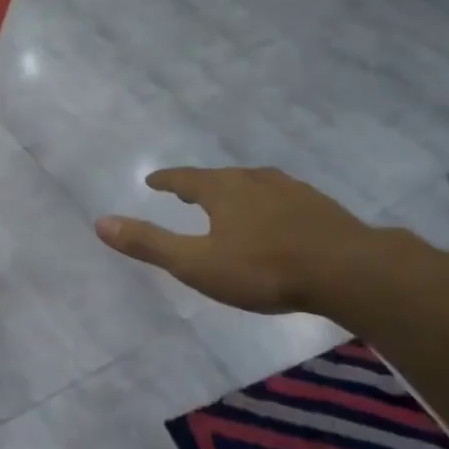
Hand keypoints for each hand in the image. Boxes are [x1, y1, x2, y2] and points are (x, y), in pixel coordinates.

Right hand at [95, 166, 376, 313]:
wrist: (348, 270)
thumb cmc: (263, 268)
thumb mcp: (196, 263)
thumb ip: (150, 244)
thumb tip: (100, 222)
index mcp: (223, 190)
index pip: (185, 179)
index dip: (167, 180)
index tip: (153, 180)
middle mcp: (256, 181)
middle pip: (221, 178)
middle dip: (201, 184)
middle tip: (188, 190)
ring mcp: (292, 191)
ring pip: (255, 185)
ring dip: (237, 191)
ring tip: (231, 200)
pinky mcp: (321, 208)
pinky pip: (283, 199)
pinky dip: (269, 204)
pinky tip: (277, 218)